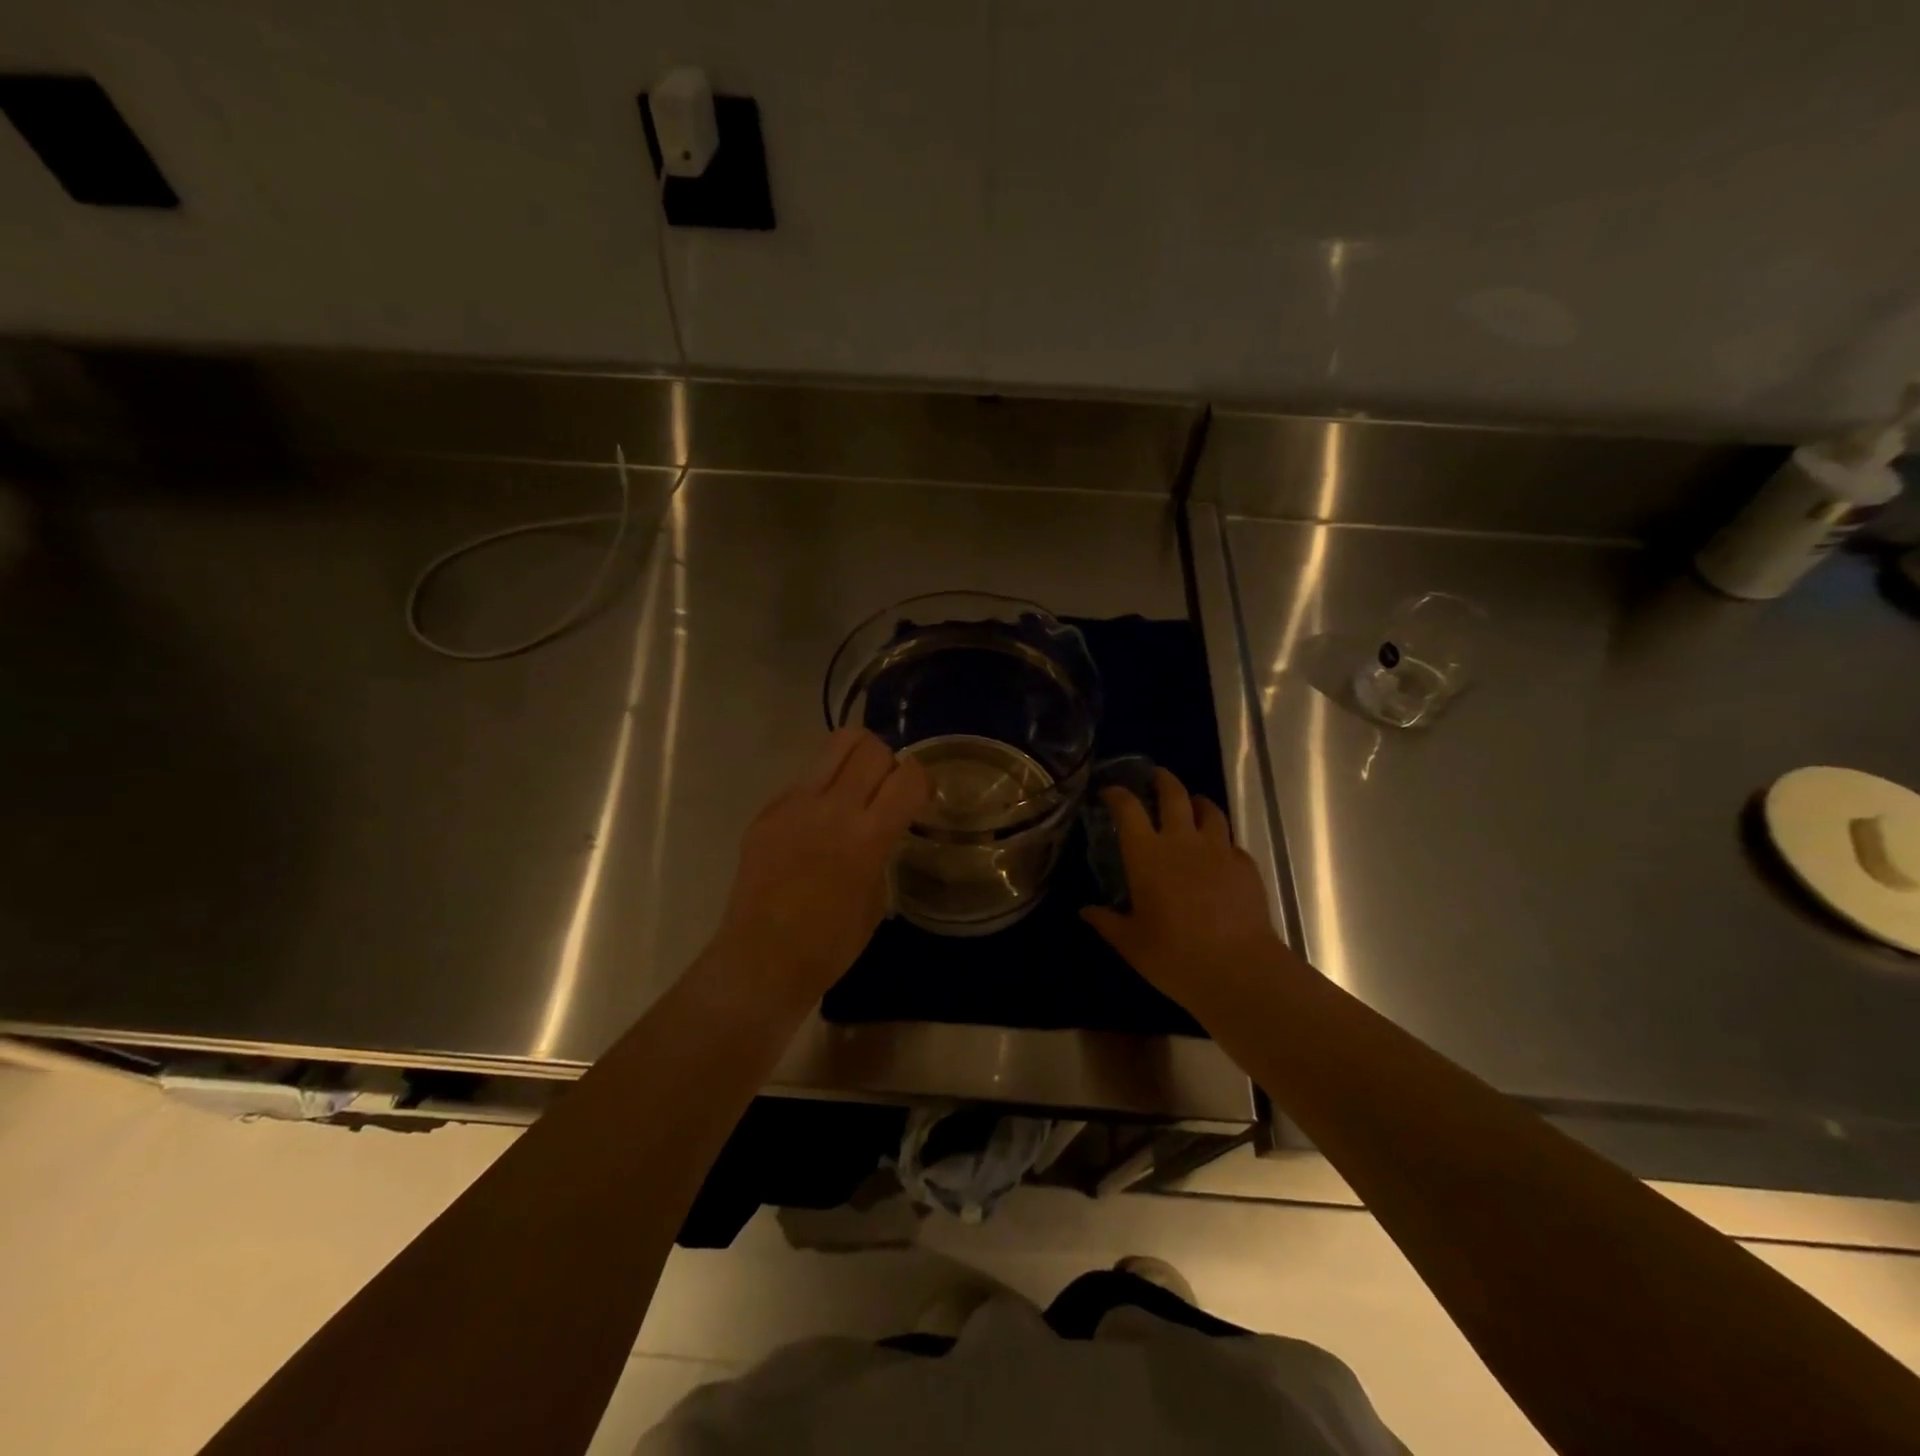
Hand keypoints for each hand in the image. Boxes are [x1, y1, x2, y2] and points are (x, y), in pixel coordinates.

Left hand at [712, 728, 928, 1009]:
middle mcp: (832, 808)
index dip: (922, 780)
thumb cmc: (830, 945)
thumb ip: (882, 849)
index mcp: (867, 836)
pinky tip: (815, 825)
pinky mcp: (768, 810)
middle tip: (885, 791)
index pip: (908, 776)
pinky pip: (804, 780)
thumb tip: (883, 826)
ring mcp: (794, 804)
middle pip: (870, 746)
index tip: (920, 797)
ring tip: (854, 790)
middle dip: (887, 762)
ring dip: (855, 760)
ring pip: (834, 745)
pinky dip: (821, 790)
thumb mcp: (876, 899)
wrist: (762, 961)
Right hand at [1081, 768, 1287, 1013]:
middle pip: (1174, 795)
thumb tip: (1086, 911)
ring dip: (1198, 802)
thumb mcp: (1131, 943)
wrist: (1238, 968)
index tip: (1109, 791)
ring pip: (1210, 811)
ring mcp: (1219, 850)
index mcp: (1147, 855)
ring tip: (1193, 804)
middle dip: (1163, 780)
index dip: (1117, 794)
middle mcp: (1182, 842)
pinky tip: (1219, 852)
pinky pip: (1231, 842)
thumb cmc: (1174, 955)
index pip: (1128, 809)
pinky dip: (1222, 840)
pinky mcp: (1245, 866)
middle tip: (1156, 776)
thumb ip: (1107, 922)